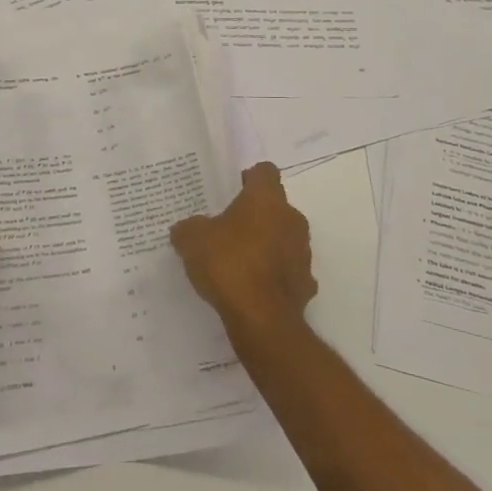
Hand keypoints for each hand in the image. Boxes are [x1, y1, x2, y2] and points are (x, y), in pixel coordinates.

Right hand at [169, 162, 315, 339]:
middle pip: (275, 207)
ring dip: (266, 244)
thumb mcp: (192, 240)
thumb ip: (188, 228)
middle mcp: (292, 218)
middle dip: (254, 215)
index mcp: (266, 199)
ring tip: (238, 261)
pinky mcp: (306, 283)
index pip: (264, 172)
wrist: (261, 318)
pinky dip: (273, 275)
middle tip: (227, 229)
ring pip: (283, 238)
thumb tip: (185, 229)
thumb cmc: (228, 263)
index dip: (248, 178)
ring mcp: (303, 252)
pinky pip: (287, 271)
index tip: (231, 192)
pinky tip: (253, 288)